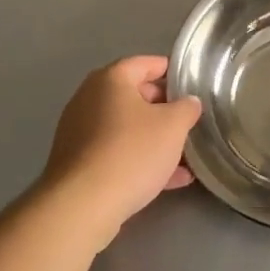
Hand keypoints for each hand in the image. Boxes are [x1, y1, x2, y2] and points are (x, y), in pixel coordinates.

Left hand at [40, 56, 201, 249]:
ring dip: (155, 140)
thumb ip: (187, 108)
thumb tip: (189, 102)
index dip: (171, 71)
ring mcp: (79, 133)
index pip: (145, 64)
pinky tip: (169, 181)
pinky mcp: (77, 164)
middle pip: (134, 96)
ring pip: (126, 129)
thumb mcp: (173, 126)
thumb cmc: (131, 152)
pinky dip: (139, 161)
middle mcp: (89, 99)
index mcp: (111, 79)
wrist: (82, 206)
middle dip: (165, 109)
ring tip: (185, 156)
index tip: (192, 85)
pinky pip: (115, 154)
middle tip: (189, 121)